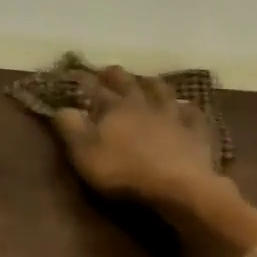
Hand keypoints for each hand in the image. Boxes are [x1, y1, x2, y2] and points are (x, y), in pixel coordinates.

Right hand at [52, 65, 222, 209]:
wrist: (177, 185)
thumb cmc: (124, 171)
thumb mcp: (85, 153)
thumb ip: (71, 128)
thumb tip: (61, 107)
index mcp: (114, 108)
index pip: (95, 89)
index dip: (84, 81)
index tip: (74, 75)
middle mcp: (144, 103)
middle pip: (129, 83)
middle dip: (116, 76)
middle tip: (108, 71)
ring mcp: (173, 114)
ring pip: (162, 91)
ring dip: (152, 84)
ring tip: (147, 81)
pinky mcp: (195, 131)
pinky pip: (191, 113)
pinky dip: (186, 108)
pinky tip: (185, 107)